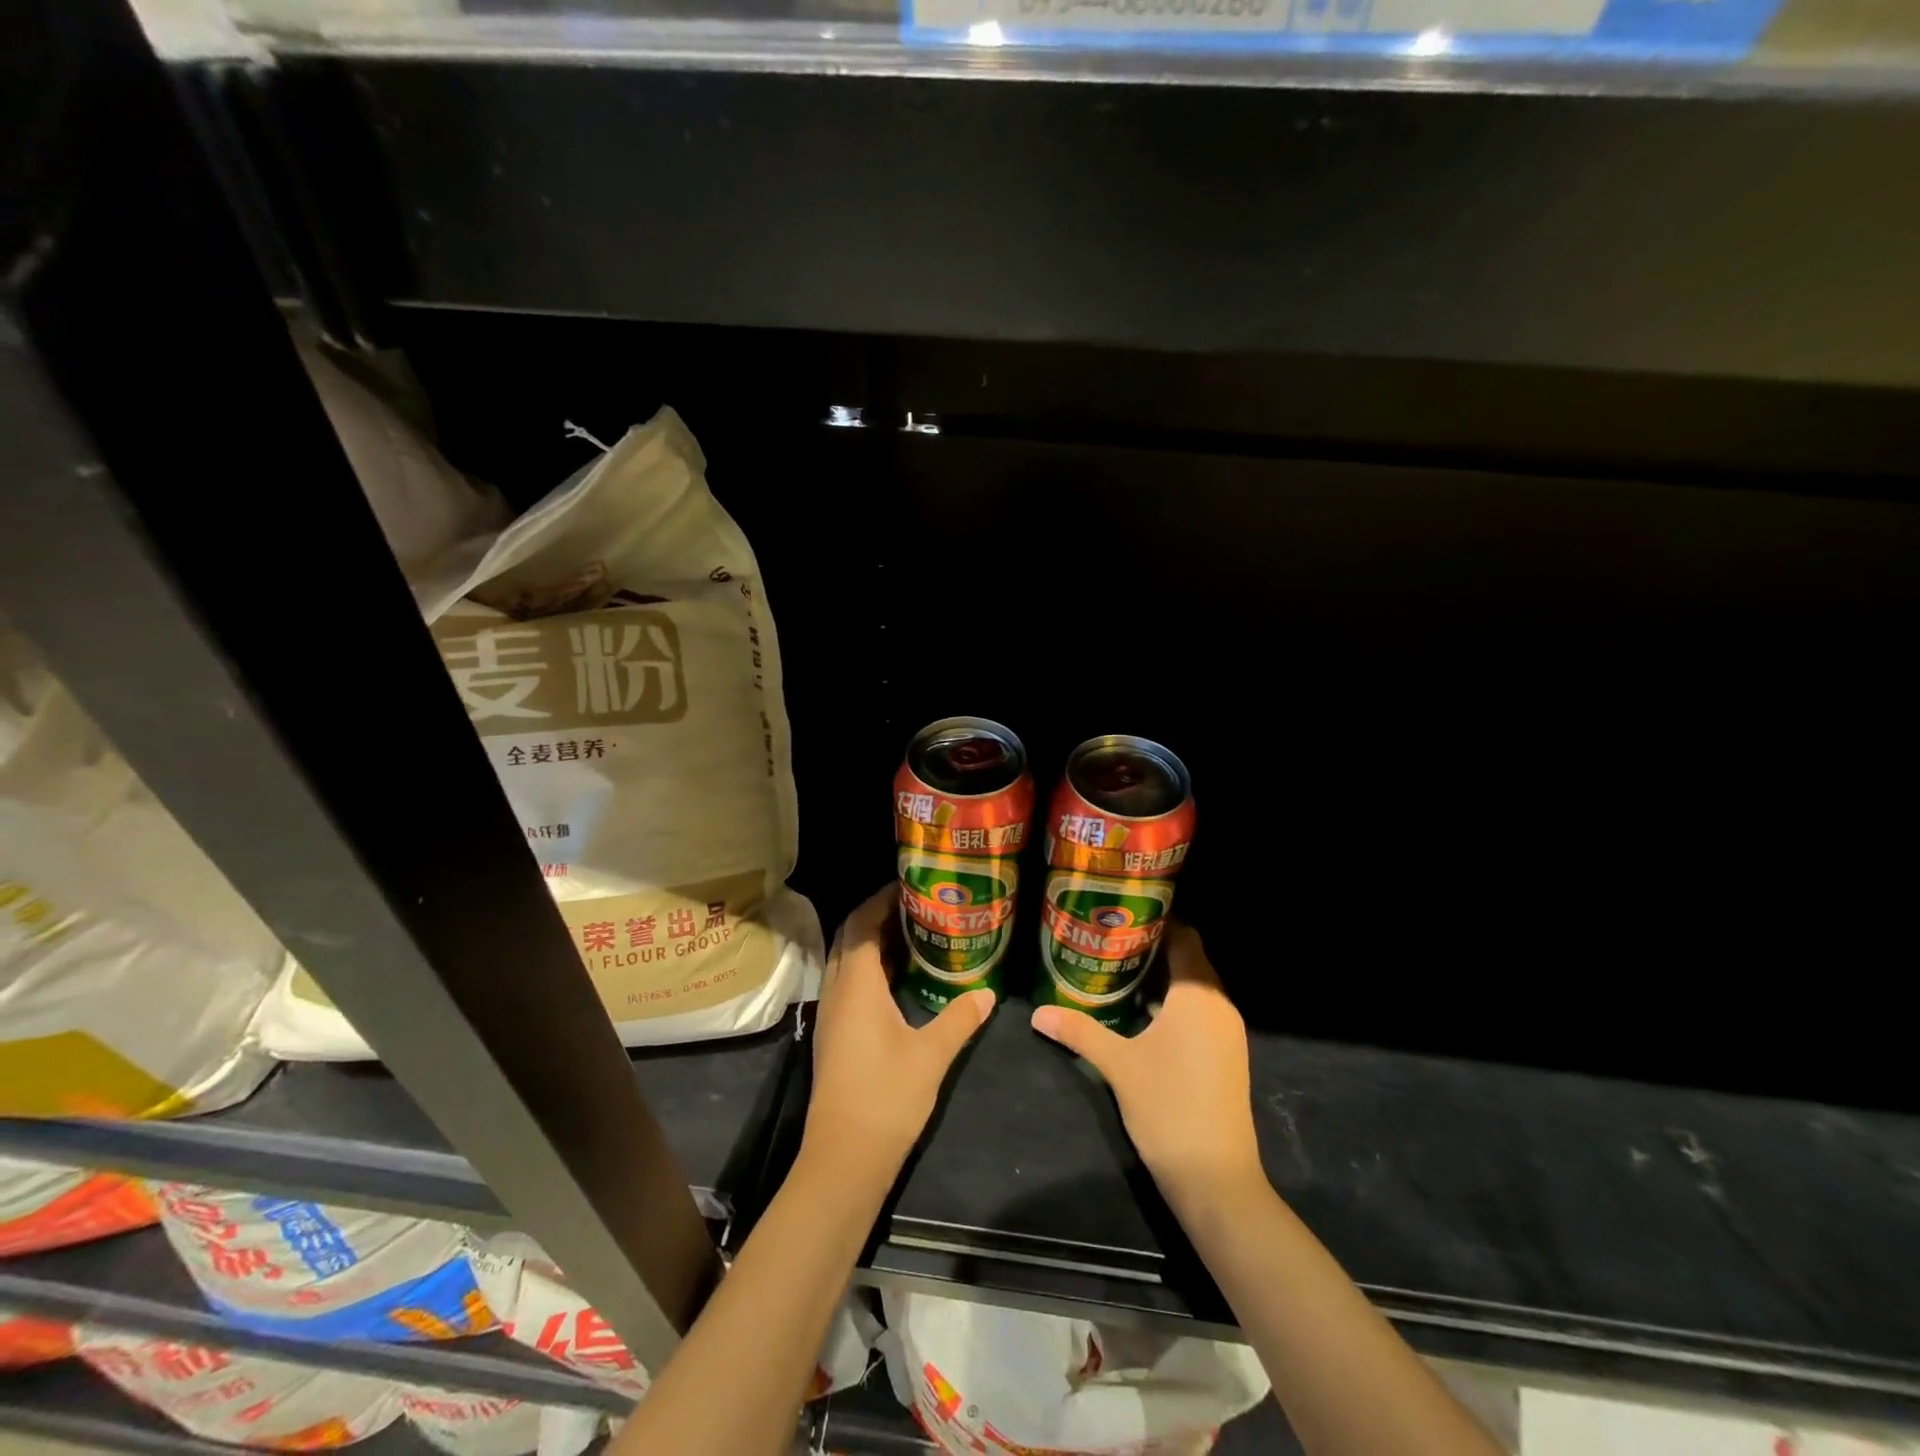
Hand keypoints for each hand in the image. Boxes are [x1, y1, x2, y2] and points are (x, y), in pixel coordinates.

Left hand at [803, 885, 995, 1176]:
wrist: (844, 1158)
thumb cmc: (886, 1097)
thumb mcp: (932, 1054)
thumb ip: (960, 1018)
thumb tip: (988, 993)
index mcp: (856, 986)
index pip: (861, 925)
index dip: (881, 900)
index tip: (909, 886)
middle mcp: (836, 992)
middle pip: (849, 938)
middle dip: (877, 916)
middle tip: (916, 906)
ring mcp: (831, 1015)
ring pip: (846, 962)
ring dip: (872, 943)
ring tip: (913, 934)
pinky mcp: (834, 1035)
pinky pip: (848, 984)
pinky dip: (870, 969)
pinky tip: (900, 980)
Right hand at [1030, 924, 1262, 1205]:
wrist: (1216, 1179)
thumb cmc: (1168, 1108)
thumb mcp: (1118, 1065)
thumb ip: (1079, 1031)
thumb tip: (1038, 1013)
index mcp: (1198, 996)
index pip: (1184, 937)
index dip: (1156, 922)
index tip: (1121, 914)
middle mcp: (1219, 1006)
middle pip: (1189, 960)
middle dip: (1152, 948)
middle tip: (1108, 940)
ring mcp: (1227, 1033)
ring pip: (1194, 988)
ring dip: (1162, 978)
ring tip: (1117, 969)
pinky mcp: (1226, 1056)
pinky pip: (1200, 1012)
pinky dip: (1173, 1004)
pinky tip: (1140, 1013)